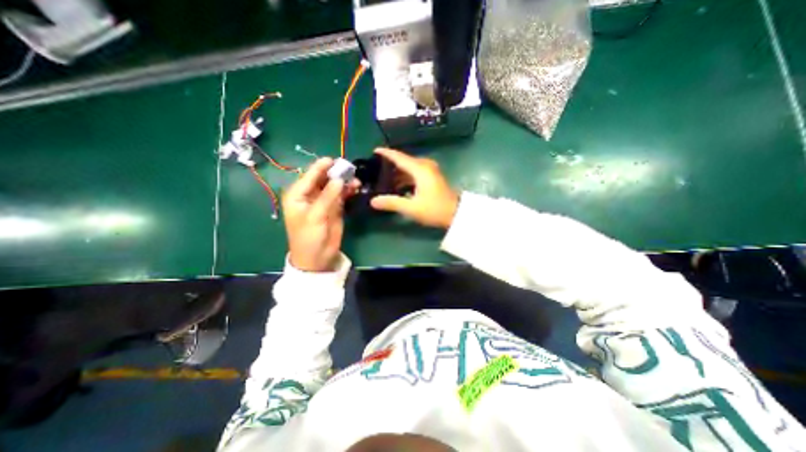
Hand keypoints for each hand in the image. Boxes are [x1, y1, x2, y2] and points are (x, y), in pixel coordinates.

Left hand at [282, 159, 357, 271]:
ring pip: (334, 186)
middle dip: (335, 173)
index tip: (334, 159)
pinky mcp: (334, 207)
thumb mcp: (315, 216)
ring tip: (355, 180)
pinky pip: (341, 195)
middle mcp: (310, 195)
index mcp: (298, 195)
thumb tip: (339, 179)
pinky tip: (356, 187)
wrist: (317, 257)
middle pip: (323, 178)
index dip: (321, 167)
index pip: (310, 176)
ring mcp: (324, 201)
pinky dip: (348, 190)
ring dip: (344, 182)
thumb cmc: (309, 237)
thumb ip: (327, 197)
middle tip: (349, 169)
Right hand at [369, 149, 459, 228]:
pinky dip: (406, 178)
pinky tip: (398, 187)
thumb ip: (391, 203)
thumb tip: (373, 201)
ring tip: (384, 180)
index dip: (386, 153)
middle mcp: (425, 166)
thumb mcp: (411, 208)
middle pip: (404, 162)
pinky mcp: (433, 178)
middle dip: (390, 166)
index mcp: (420, 169)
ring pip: (410, 168)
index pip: (399, 157)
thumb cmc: (435, 209)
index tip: (374, 151)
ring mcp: (430, 172)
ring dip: (398, 174)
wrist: (457, 214)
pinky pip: (415, 173)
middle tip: (376, 171)